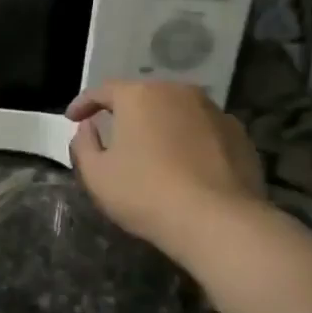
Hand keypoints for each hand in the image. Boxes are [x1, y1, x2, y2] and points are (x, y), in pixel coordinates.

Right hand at [66, 80, 266, 255]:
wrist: (217, 221)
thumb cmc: (145, 193)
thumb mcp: (96, 174)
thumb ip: (84, 145)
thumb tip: (88, 127)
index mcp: (139, 95)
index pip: (103, 91)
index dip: (83, 104)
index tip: (72, 118)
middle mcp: (177, 92)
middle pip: (143, 97)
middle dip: (125, 112)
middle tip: (112, 133)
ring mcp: (213, 111)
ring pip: (176, 111)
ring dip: (160, 125)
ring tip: (151, 150)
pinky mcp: (239, 135)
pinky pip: (203, 130)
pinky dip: (189, 141)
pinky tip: (185, 165)